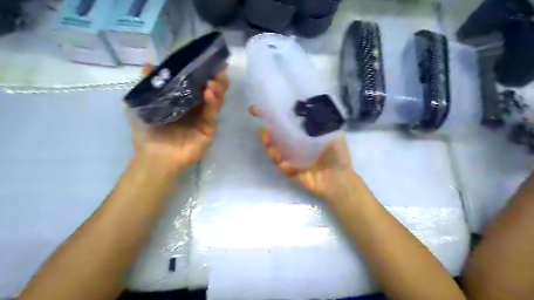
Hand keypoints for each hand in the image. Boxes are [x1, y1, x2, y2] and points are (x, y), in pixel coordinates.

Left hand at [130, 64, 229, 171]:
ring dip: (217, 89)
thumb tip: (148, 63)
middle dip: (216, 80)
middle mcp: (196, 108)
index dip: (202, 73)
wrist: (154, 156)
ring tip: (213, 80)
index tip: (206, 62)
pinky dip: (213, 103)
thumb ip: (148, 85)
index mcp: (182, 101)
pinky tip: (210, 93)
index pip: (196, 84)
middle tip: (218, 69)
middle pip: (210, 91)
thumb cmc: (147, 132)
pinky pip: (212, 114)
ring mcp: (204, 119)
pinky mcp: (209, 129)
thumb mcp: (142, 105)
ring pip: (215, 101)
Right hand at [248, 106, 355, 201]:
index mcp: (303, 134)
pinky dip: (282, 166)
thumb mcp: (335, 133)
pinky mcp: (291, 172)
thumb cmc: (338, 155)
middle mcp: (294, 144)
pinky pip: (282, 168)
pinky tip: (287, 166)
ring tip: (275, 153)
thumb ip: (324, 120)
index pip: (285, 123)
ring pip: (274, 153)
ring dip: (271, 152)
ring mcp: (291, 159)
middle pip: (274, 138)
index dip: (271, 117)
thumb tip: (311, 105)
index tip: (256, 111)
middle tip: (265, 134)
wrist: (339, 179)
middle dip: (266, 135)